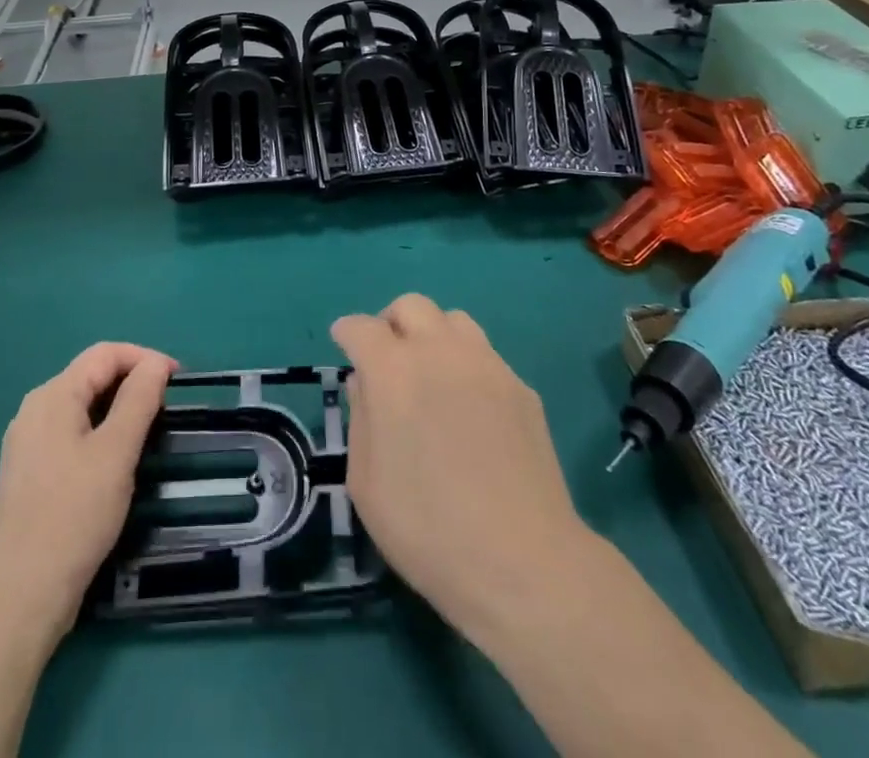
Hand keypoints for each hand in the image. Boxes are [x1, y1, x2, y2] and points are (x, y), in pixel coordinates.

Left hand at [0, 342, 175, 637]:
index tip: (178, 380)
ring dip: (117, 408)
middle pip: (91, 375)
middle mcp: (34, 409)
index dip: (145, 358)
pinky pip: (70, 432)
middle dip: (132, 381)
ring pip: (81, 405)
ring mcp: (26, 442)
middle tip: (167, 407)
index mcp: (53, 395)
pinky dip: (99, 432)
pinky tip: (114, 460)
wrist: (22, 595)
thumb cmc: (75, 514)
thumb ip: (139, 399)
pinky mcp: (28, 472)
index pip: (105, 354)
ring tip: (147, 432)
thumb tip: (156, 364)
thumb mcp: (117, 451)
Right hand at [332, 294, 592, 643]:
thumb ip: (360, 419)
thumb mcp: (366, 484)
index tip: (344, 346)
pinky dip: (467, 366)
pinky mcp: (521, 388)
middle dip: (391, 323)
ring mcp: (487, 365)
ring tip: (431, 375)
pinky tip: (470, 409)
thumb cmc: (428, 530)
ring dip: (433, 336)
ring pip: (453, 320)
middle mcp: (439, 352)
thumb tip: (364, 383)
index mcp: (393, 371)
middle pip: (410, 306)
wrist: (523, 562)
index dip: (347, 333)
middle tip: (387, 360)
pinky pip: (486, 356)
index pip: (361, 327)